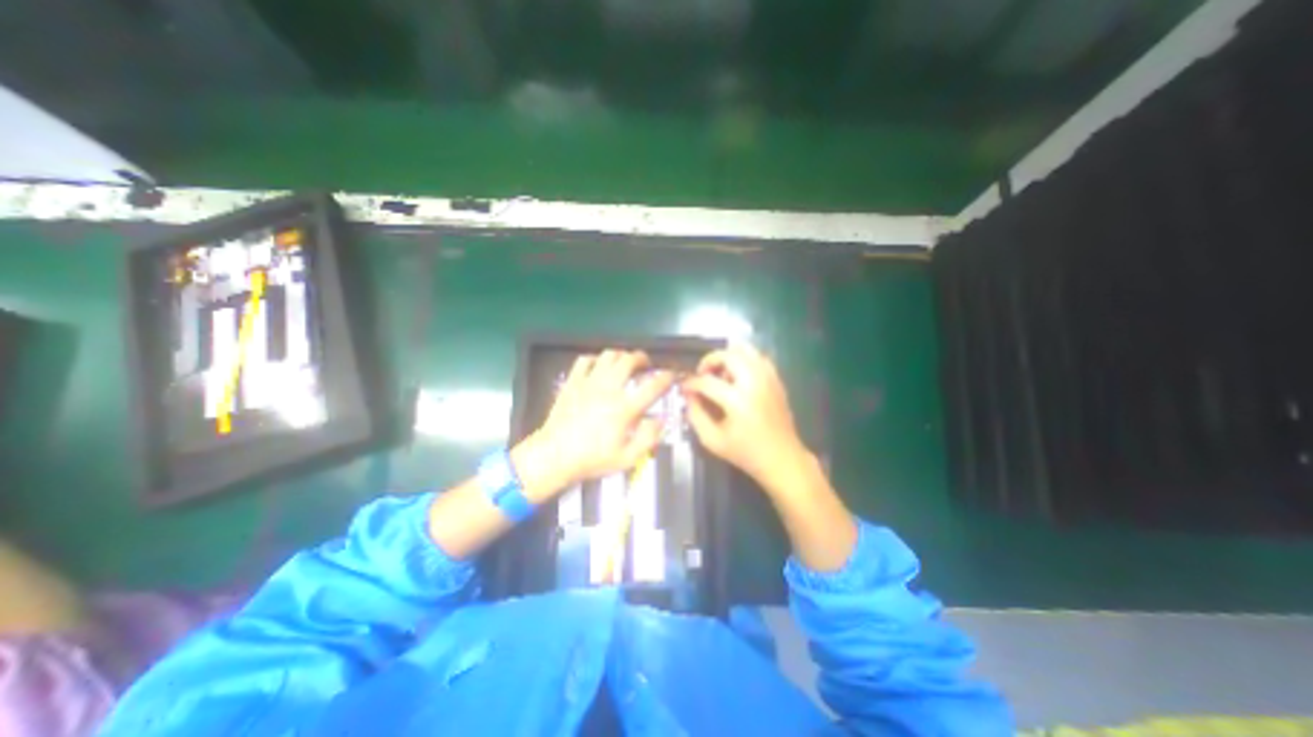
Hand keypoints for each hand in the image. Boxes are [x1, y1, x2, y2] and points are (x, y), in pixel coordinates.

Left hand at [515, 351, 674, 500]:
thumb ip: (648, 438)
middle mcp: (608, 389)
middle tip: (646, 365)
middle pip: (629, 360)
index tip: (671, 375)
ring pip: (609, 355)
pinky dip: (596, 359)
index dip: (667, 377)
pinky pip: (585, 360)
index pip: (652, 386)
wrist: (554, 456)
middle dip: (642, 358)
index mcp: (624, 409)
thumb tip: (661, 421)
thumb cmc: (592, 459)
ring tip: (625, 363)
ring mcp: (588, 383)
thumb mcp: (627, 458)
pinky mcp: (572, 382)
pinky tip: (599, 366)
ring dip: (621, 356)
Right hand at [683, 346, 806, 493]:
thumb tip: (689, 395)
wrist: (782, 459)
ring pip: (746, 351)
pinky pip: (759, 358)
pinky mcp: (777, 380)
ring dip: (728, 357)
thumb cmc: (746, 453)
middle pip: (729, 355)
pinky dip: (745, 360)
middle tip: (702, 373)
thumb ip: (696, 415)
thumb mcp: (712, 440)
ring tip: (720, 373)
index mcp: (738, 401)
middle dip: (710, 360)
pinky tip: (738, 375)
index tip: (684, 388)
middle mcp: (754, 384)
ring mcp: (768, 379)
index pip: (707, 381)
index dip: (691, 383)